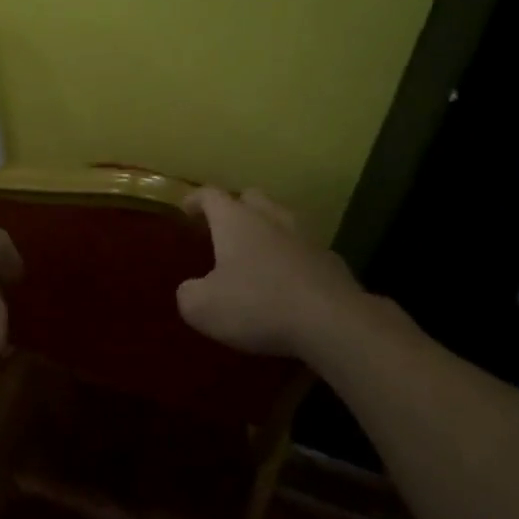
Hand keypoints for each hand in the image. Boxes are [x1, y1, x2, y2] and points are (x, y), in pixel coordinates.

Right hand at [176, 188, 368, 359]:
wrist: (333, 323)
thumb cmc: (257, 305)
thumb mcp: (202, 307)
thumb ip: (189, 293)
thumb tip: (192, 290)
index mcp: (236, 221)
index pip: (211, 195)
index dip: (196, 199)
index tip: (186, 209)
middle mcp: (271, 220)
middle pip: (252, 198)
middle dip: (236, 207)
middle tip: (223, 228)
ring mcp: (306, 239)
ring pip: (282, 221)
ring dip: (267, 231)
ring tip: (255, 254)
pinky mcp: (331, 263)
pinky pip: (304, 251)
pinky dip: (291, 259)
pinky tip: (286, 282)